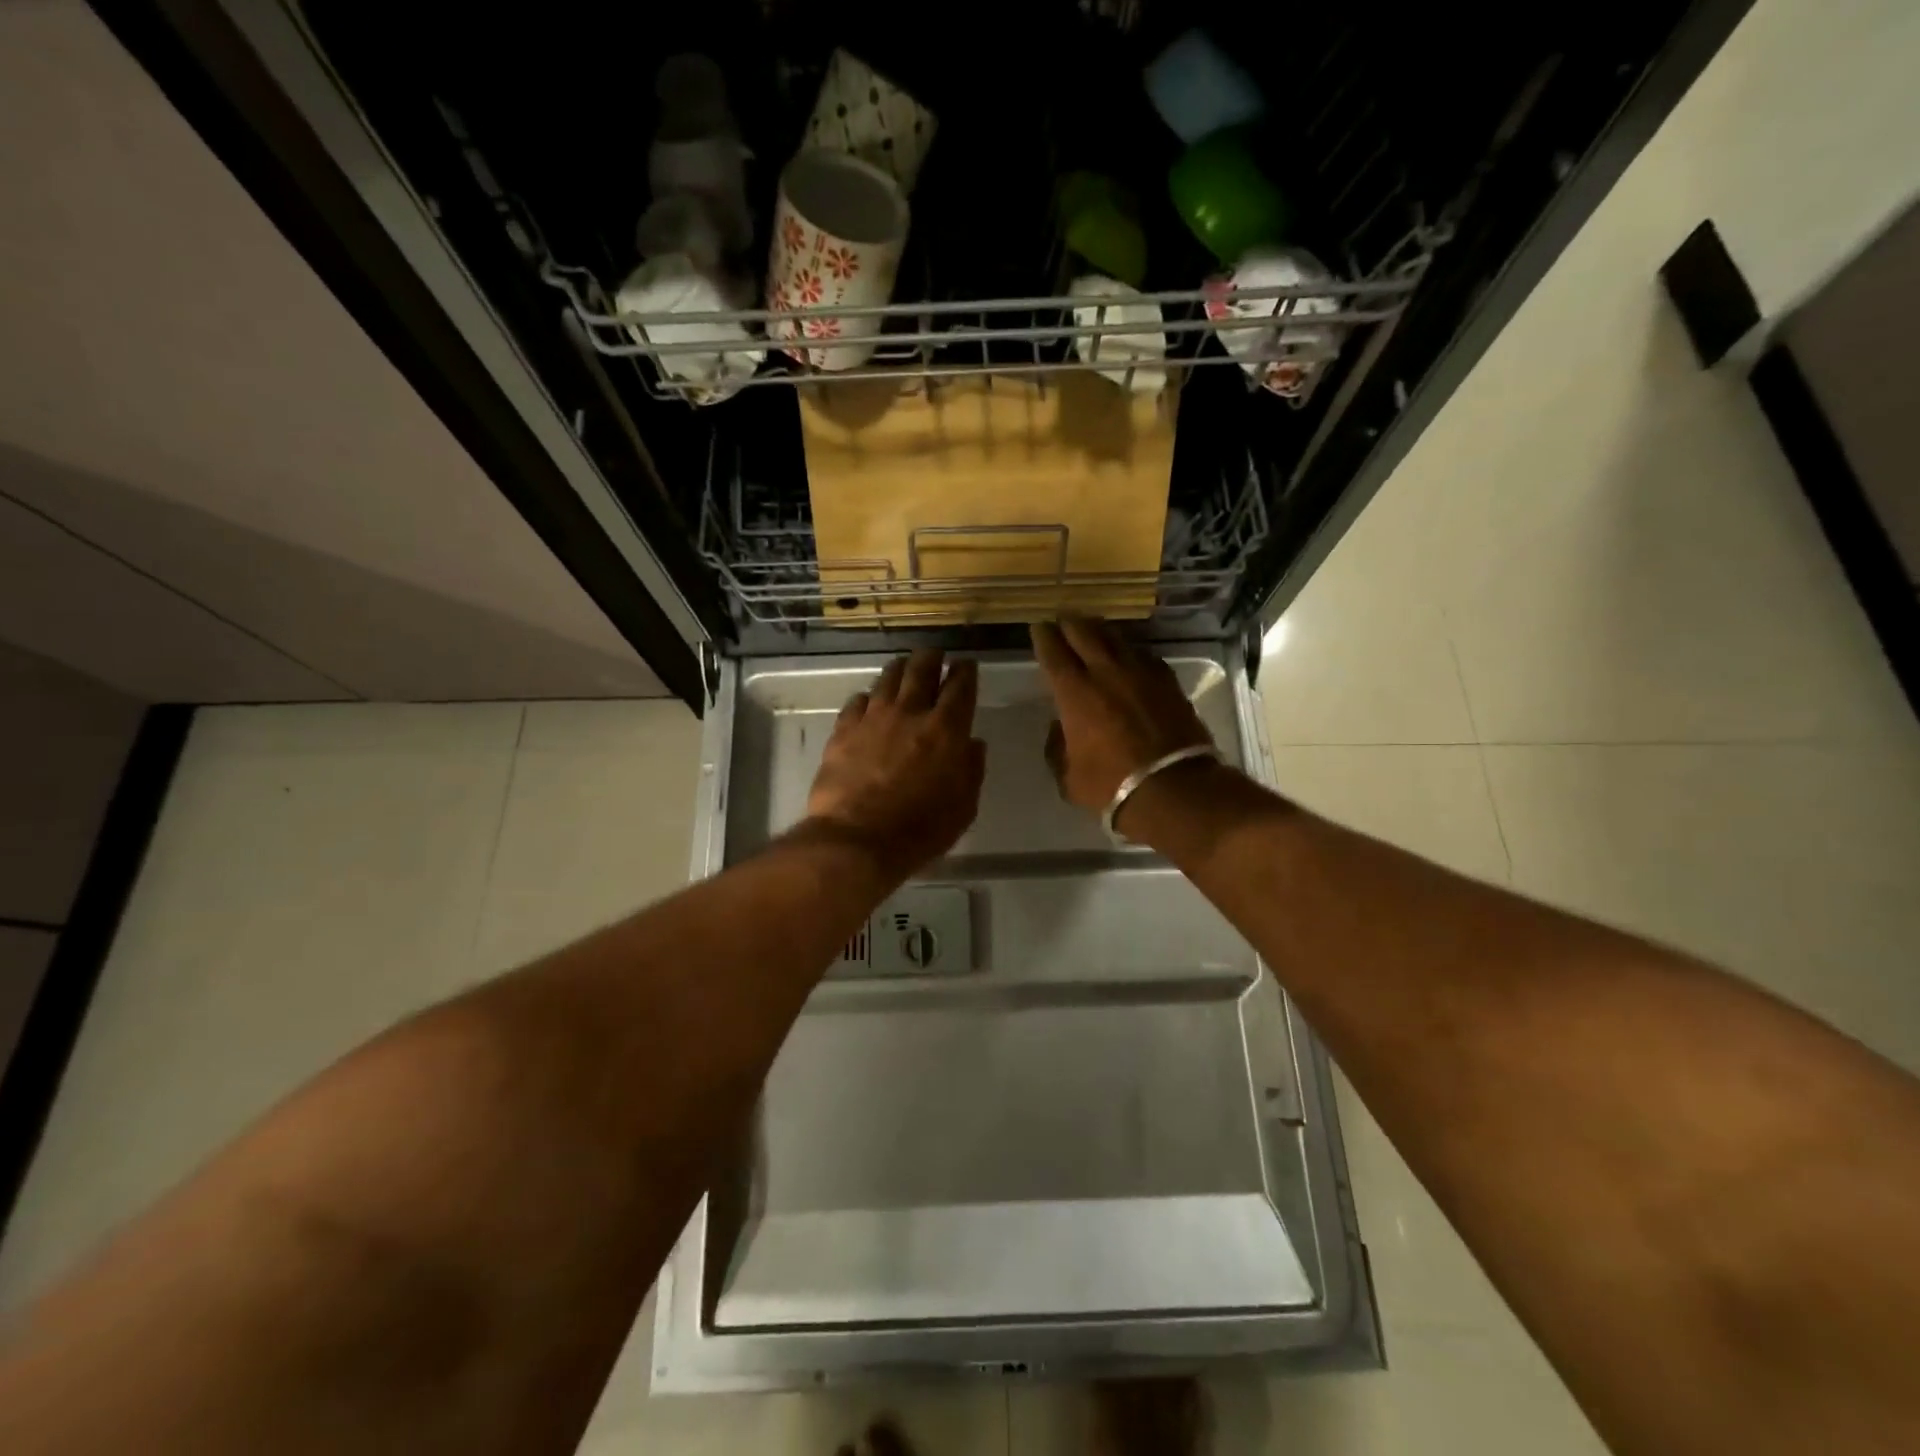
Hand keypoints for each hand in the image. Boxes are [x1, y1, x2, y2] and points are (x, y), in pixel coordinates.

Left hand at [806, 648, 986, 874]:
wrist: (857, 839)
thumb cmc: (919, 830)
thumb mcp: (963, 808)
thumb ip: (971, 770)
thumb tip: (972, 744)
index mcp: (946, 729)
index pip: (961, 686)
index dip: (966, 671)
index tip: (967, 665)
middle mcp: (910, 712)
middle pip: (922, 669)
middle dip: (932, 657)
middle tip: (935, 656)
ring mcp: (873, 717)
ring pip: (888, 677)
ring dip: (900, 669)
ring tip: (903, 668)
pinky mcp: (844, 729)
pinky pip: (858, 701)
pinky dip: (868, 697)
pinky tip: (869, 702)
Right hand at [1031, 618, 1213, 823]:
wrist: (1174, 789)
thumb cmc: (1112, 787)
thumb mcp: (1068, 776)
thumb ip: (1057, 747)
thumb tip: (1059, 728)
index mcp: (1075, 694)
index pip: (1054, 654)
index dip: (1044, 637)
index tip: (1039, 627)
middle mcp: (1106, 673)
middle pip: (1085, 634)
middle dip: (1071, 624)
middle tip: (1063, 618)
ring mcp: (1141, 674)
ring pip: (1117, 639)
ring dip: (1101, 631)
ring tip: (1093, 627)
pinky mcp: (1168, 682)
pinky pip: (1144, 656)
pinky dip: (1131, 651)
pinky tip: (1129, 654)